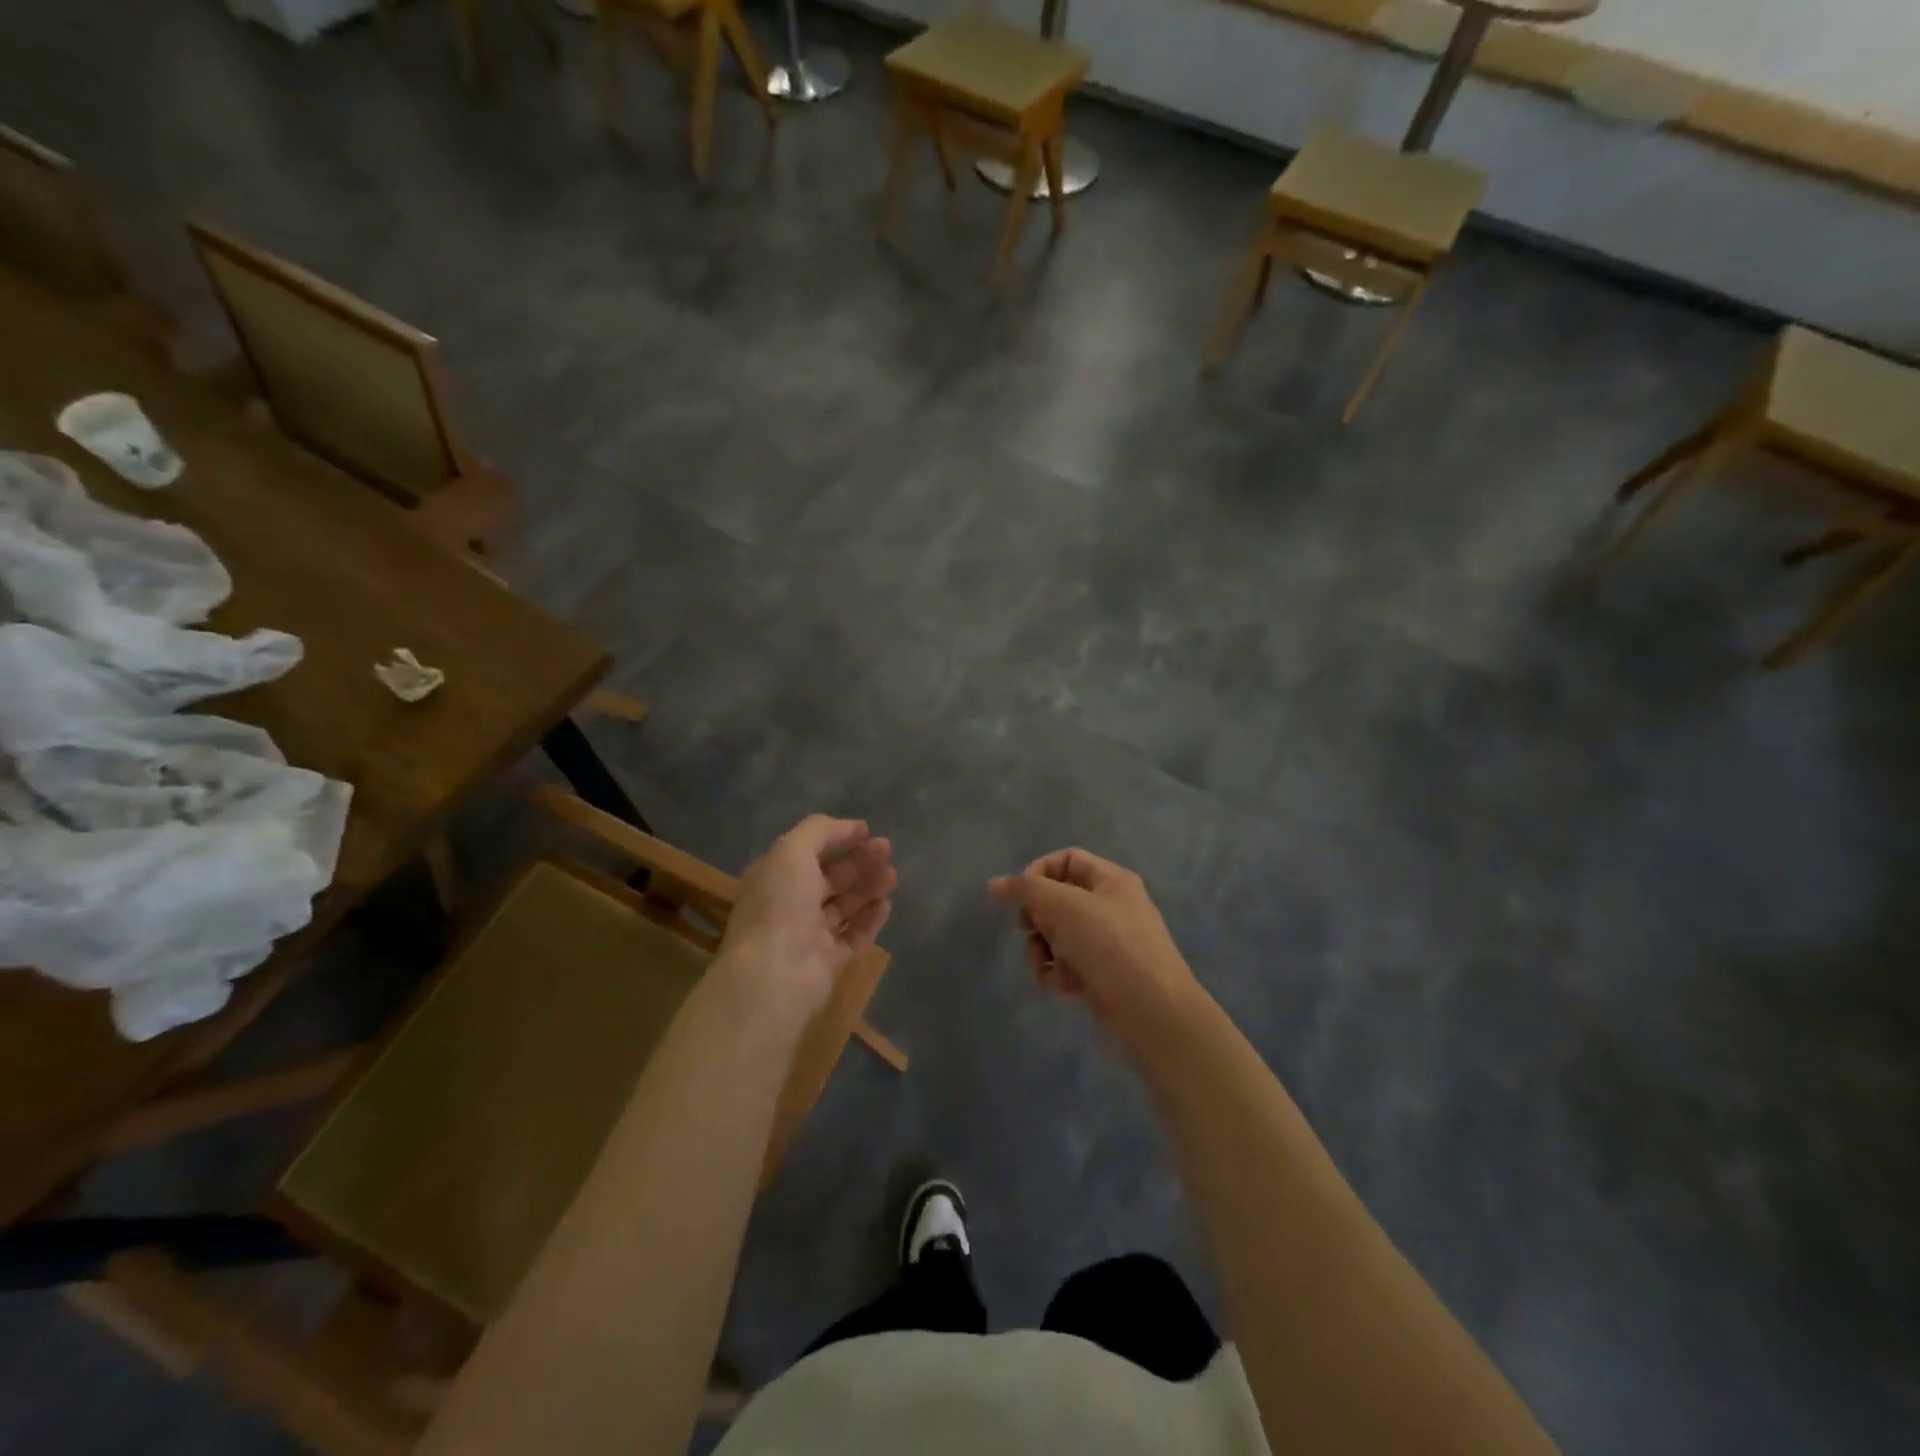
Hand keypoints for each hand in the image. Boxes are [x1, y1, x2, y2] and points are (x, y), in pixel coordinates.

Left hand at [718, 816, 895, 1025]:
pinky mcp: (829, 961)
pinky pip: (854, 936)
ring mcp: (809, 935)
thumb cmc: (780, 905)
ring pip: (844, 905)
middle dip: (859, 862)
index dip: (838, 838)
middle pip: (830, 877)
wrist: (775, 975)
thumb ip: (820, 831)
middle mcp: (790, 904)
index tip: (867, 832)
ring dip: (868, 887)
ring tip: (893, 876)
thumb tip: (854, 827)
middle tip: (888, 850)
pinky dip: (870, 919)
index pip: (809, 851)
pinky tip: (886, 904)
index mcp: (775, 877)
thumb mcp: (792, 851)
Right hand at [988, 849, 1203, 1044]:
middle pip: (1056, 898)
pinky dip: (1057, 972)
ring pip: (1056, 934)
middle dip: (1037, 917)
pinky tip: (1062, 985)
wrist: (1153, 1013)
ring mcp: (1105, 942)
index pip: (1065, 860)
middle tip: (1033, 930)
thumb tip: (994, 884)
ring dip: (1041, 949)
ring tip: (1045, 964)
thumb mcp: (1066, 907)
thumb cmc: (1112, 947)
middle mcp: (1109, 906)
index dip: (1038, 873)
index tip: (1020, 897)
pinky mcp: (1099, 974)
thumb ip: (1027, 890)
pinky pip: (1065, 963)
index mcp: (1111, 880)